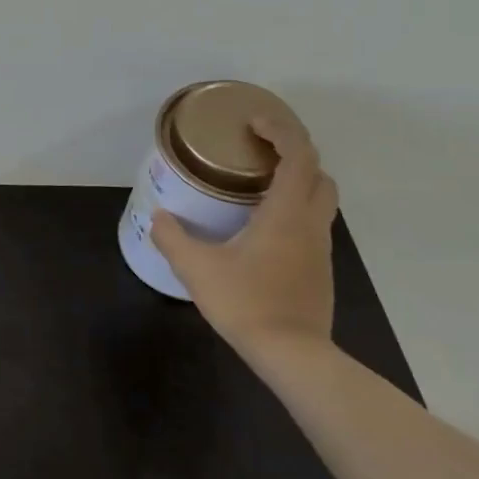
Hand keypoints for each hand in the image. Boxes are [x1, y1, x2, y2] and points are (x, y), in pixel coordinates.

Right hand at [150, 115, 337, 359]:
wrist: (293, 355)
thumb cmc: (246, 303)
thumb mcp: (197, 268)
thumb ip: (173, 237)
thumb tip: (158, 216)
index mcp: (285, 214)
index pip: (299, 156)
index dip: (281, 130)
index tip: (253, 123)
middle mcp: (310, 224)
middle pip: (319, 174)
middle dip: (294, 153)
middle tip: (257, 151)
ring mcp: (319, 248)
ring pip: (320, 200)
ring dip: (297, 181)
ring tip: (257, 185)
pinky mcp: (319, 269)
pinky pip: (311, 223)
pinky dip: (293, 209)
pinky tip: (261, 226)